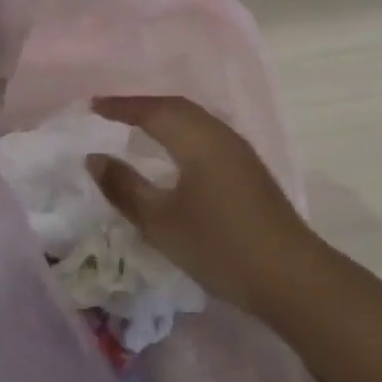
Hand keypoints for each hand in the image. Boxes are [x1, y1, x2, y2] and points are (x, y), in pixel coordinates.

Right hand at [84, 96, 318, 315]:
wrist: (289, 275)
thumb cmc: (219, 246)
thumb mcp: (161, 222)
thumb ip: (125, 187)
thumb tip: (94, 158)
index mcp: (198, 140)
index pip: (153, 110)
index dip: (121, 106)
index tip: (91, 106)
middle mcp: (220, 135)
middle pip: (177, 108)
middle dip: (142, 106)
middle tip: (110, 111)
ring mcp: (239, 152)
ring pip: (195, 120)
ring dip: (164, 117)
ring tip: (136, 126)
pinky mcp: (249, 170)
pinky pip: (207, 135)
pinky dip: (182, 132)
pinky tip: (174, 151)